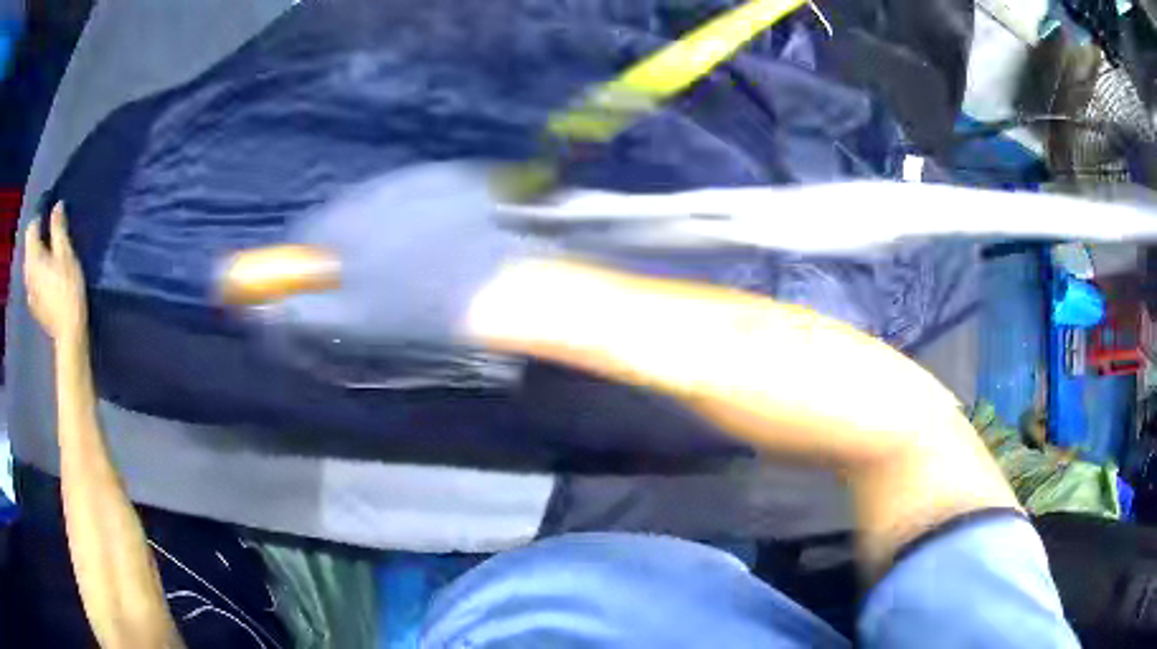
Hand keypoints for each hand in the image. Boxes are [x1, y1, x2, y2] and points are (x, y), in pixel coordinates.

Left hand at [24, 203, 87, 342]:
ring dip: (37, 256)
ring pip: (30, 265)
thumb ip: (58, 228)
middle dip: (37, 237)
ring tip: (48, 255)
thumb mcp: (66, 253)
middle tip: (50, 233)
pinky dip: (37, 274)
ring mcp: (29, 291)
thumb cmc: (68, 289)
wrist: (68, 332)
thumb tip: (56, 206)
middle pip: (29, 247)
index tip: (50, 214)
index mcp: (33, 257)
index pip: (31, 227)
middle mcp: (27, 272)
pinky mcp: (33, 305)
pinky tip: (46, 278)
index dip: (40, 217)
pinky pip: (32, 282)